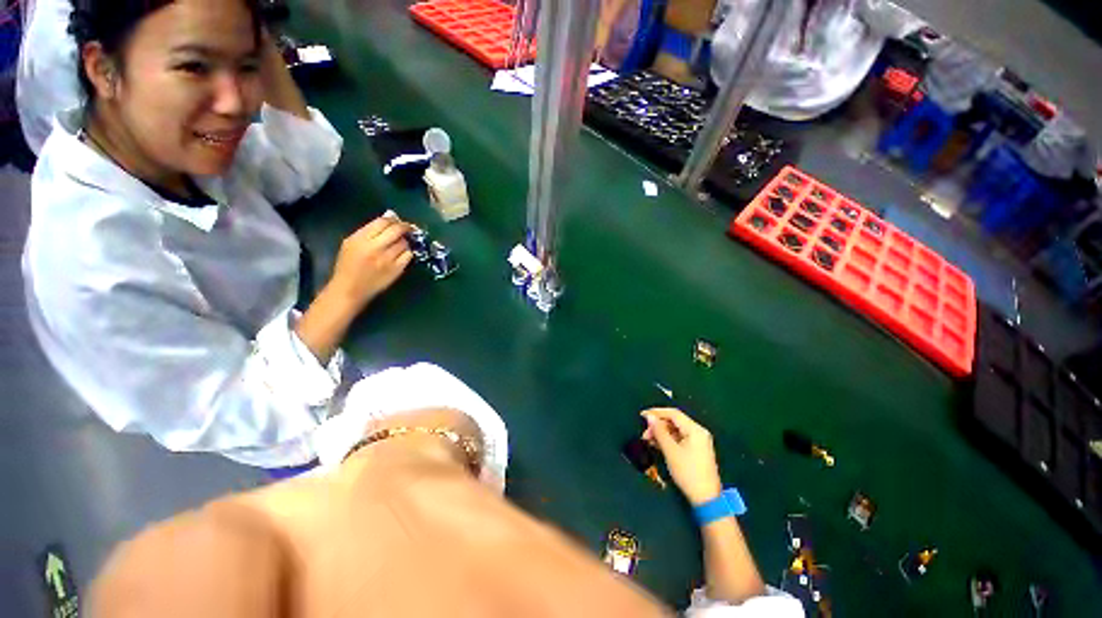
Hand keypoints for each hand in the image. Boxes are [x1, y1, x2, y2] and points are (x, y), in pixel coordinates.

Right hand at [328, 215, 412, 308]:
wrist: (350, 289)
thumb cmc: (348, 265)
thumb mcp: (351, 243)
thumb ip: (368, 231)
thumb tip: (388, 220)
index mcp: (361, 239)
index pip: (382, 222)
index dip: (393, 219)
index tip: (397, 221)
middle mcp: (375, 247)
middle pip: (397, 230)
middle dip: (405, 227)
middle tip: (408, 228)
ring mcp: (388, 259)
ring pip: (404, 243)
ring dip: (404, 242)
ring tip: (399, 245)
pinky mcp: (397, 269)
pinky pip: (408, 256)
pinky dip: (407, 253)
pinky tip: (401, 255)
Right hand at [641, 408, 722, 505]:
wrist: (706, 500)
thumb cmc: (688, 473)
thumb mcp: (670, 451)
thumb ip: (659, 431)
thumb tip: (649, 417)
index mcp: (695, 430)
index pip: (673, 413)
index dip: (656, 412)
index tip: (642, 415)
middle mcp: (698, 432)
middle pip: (674, 421)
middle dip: (658, 425)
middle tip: (644, 433)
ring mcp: (698, 442)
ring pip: (675, 430)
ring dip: (661, 433)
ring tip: (648, 440)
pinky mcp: (696, 450)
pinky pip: (679, 439)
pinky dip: (668, 440)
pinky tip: (657, 445)